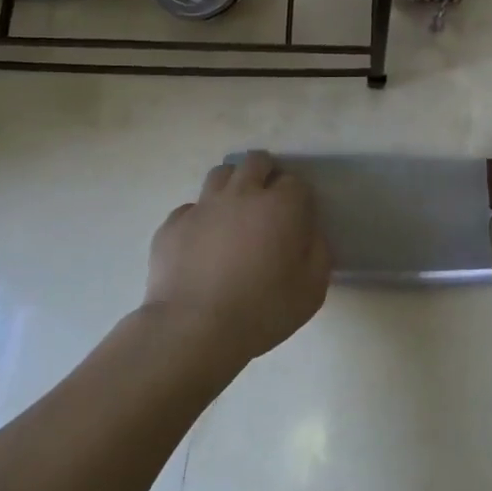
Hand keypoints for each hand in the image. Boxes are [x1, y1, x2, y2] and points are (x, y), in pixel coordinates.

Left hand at [145, 151, 331, 364]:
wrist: (194, 328)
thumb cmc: (262, 310)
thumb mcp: (312, 289)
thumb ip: (318, 252)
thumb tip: (308, 234)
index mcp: (280, 206)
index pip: (295, 182)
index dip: (297, 198)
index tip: (296, 218)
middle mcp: (242, 194)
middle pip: (256, 162)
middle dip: (265, 173)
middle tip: (267, 202)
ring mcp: (203, 206)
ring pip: (221, 174)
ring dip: (232, 185)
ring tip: (234, 211)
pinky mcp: (173, 224)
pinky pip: (190, 208)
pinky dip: (200, 218)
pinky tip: (201, 243)